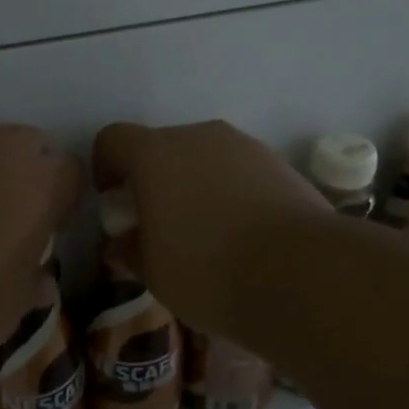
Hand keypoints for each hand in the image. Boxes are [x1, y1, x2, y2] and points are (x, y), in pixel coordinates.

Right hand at [92, 120, 328, 332]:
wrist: (303, 273)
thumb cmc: (209, 270)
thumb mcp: (154, 272)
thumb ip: (130, 250)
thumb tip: (122, 242)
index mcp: (154, 154)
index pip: (113, 139)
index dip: (105, 166)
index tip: (115, 202)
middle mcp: (197, 136)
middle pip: (160, 146)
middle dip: (152, 179)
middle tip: (159, 224)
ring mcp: (243, 146)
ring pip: (203, 156)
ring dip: (193, 183)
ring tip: (205, 232)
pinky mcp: (278, 163)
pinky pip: (237, 170)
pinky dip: (229, 191)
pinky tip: (242, 233)